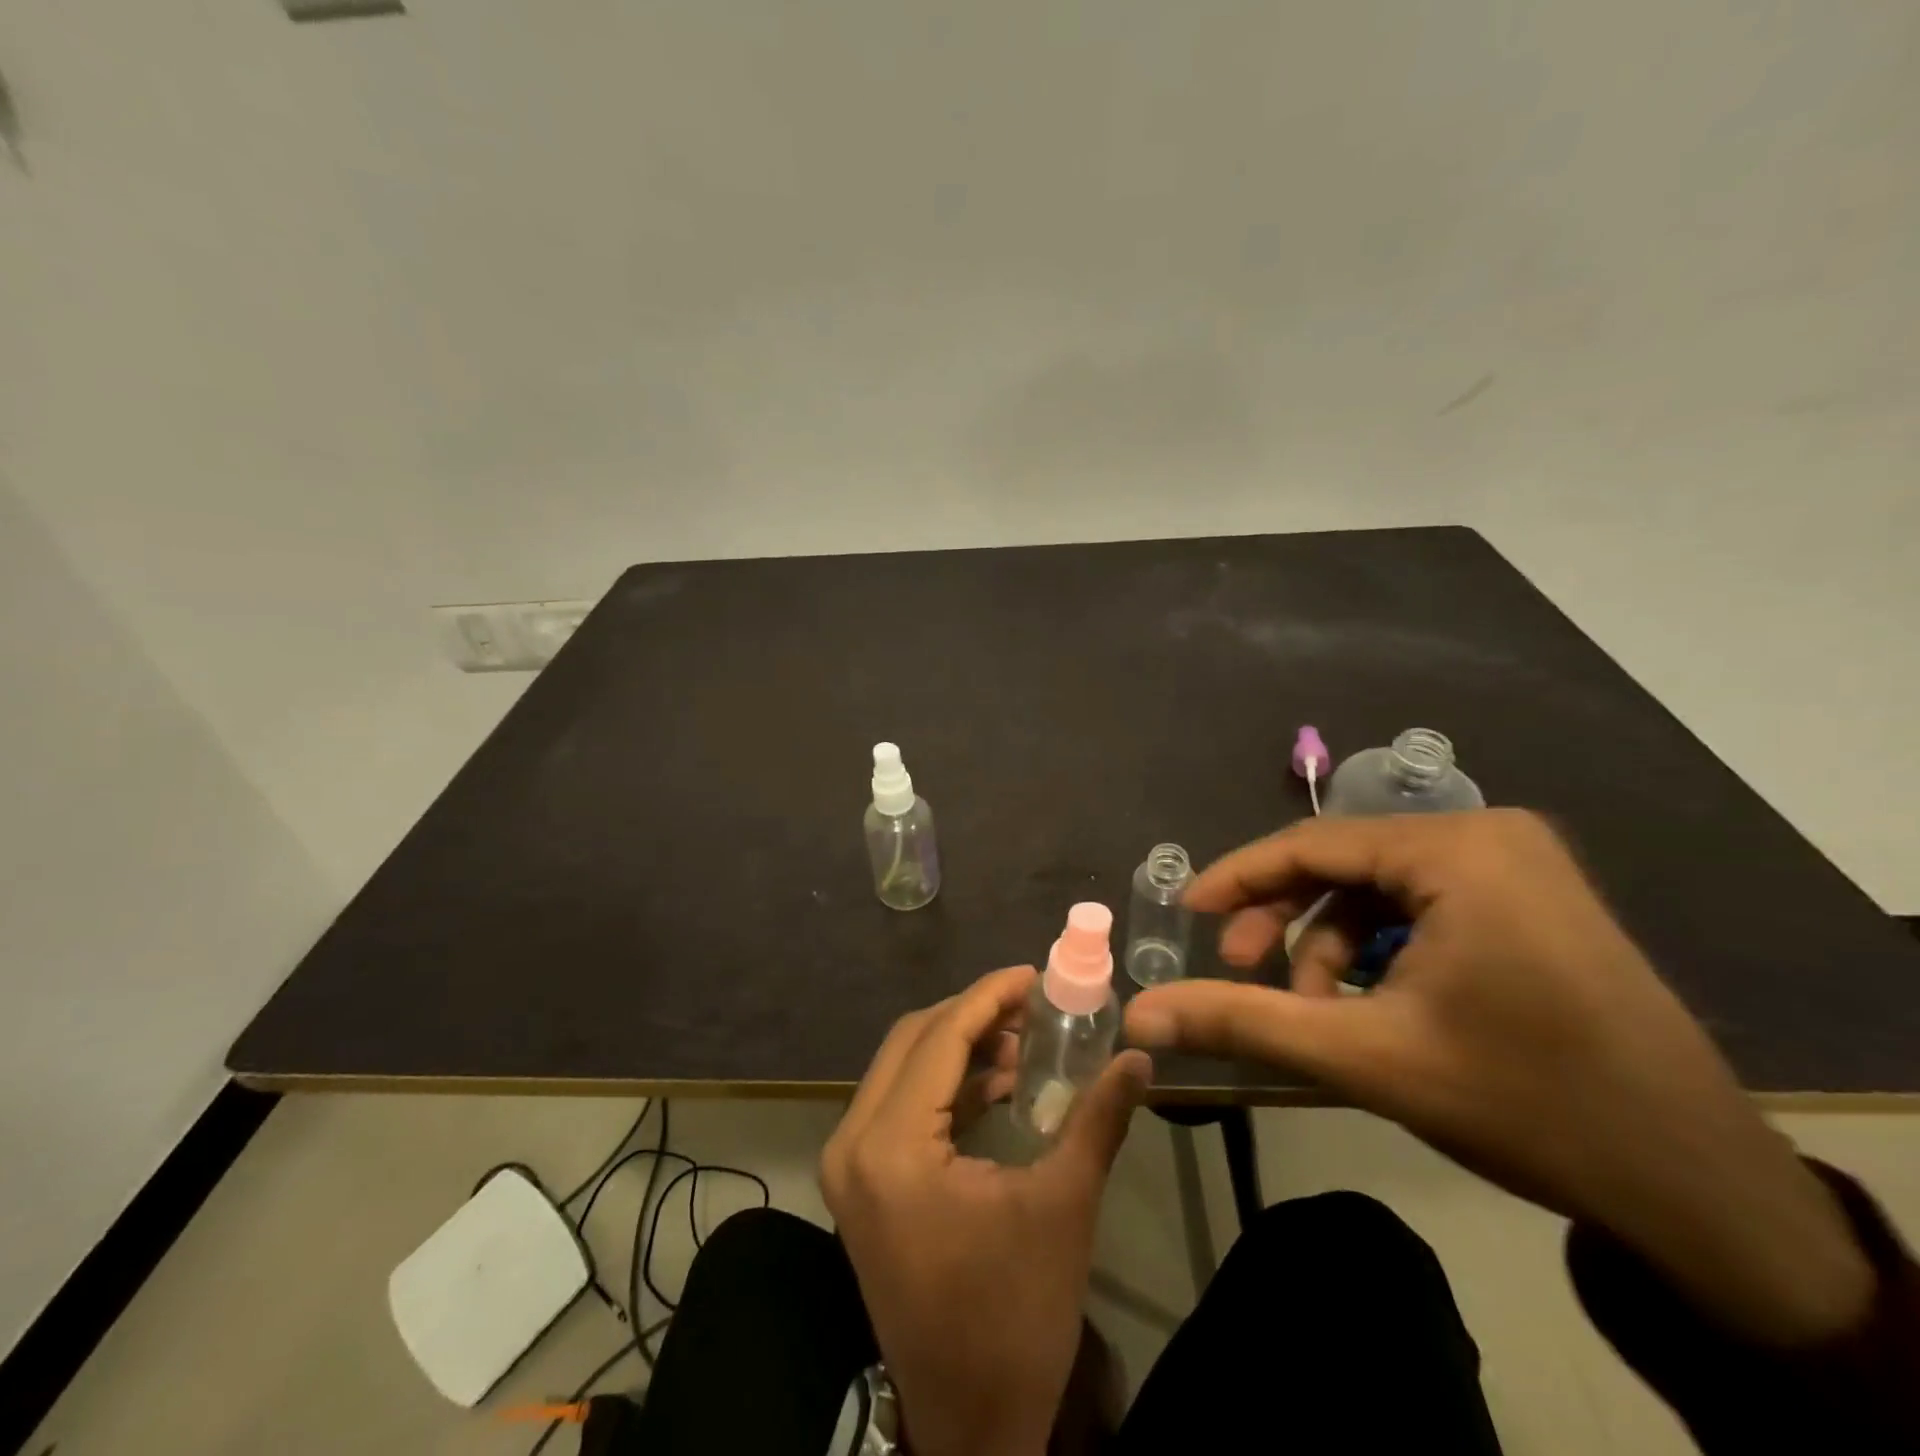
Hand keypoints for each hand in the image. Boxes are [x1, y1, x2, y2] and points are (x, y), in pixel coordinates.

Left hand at [822, 966, 1149, 1455]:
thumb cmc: (1015, 1317)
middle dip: (975, 1014)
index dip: (989, 996)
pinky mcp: (863, 1184)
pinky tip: (1000, 1086)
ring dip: (962, 1047)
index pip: (940, 1038)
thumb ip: (1098, 1119)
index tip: (1033, 972)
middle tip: (1034, 1005)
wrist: (970, 1428)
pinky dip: (948, 1084)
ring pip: (904, 1068)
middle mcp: (853, 1143)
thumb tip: (1140, 1059)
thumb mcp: (1063, 1207)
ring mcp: (851, 1165)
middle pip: (914, 1041)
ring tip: (1026, 1043)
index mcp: (890, 1146)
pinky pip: (901, 1104)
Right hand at [1126, 810, 1872, 1345]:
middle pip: (1346, 863)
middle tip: (1244, 969)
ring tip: (1316, 1008)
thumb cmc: (1526, 1103)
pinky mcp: (1537, 900)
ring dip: (1332, 942)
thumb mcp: (1365, 1058)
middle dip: (1287, 919)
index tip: (1188, 913)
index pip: (1312, 845)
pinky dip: (1381, 947)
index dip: (1239, 878)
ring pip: (1383, 886)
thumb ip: (1241, 1022)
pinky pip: (1424, 903)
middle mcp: (1491, 835)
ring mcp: (1523, 865)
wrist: (1701, 1190)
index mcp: (1457, 848)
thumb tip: (1137, 1016)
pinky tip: (1370, 1001)